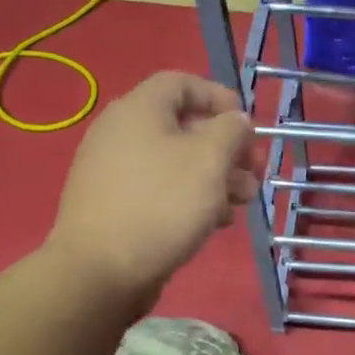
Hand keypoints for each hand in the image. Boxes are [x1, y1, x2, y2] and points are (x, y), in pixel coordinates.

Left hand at [46, 71, 257, 306]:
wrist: (99, 271)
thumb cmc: (162, 204)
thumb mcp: (209, 159)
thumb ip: (231, 131)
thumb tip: (236, 121)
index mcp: (139, 110)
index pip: (182, 83)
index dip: (220, 97)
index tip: (247, 126)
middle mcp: (122, 133)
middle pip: (184, 126)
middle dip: (226, 147)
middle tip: (254, 172)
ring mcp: (114, 171)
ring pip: (176, 161)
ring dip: (215, 176)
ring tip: (242, 202)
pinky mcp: (115, 205)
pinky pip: (160, 188)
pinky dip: (191, 197)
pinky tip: (215, 222)